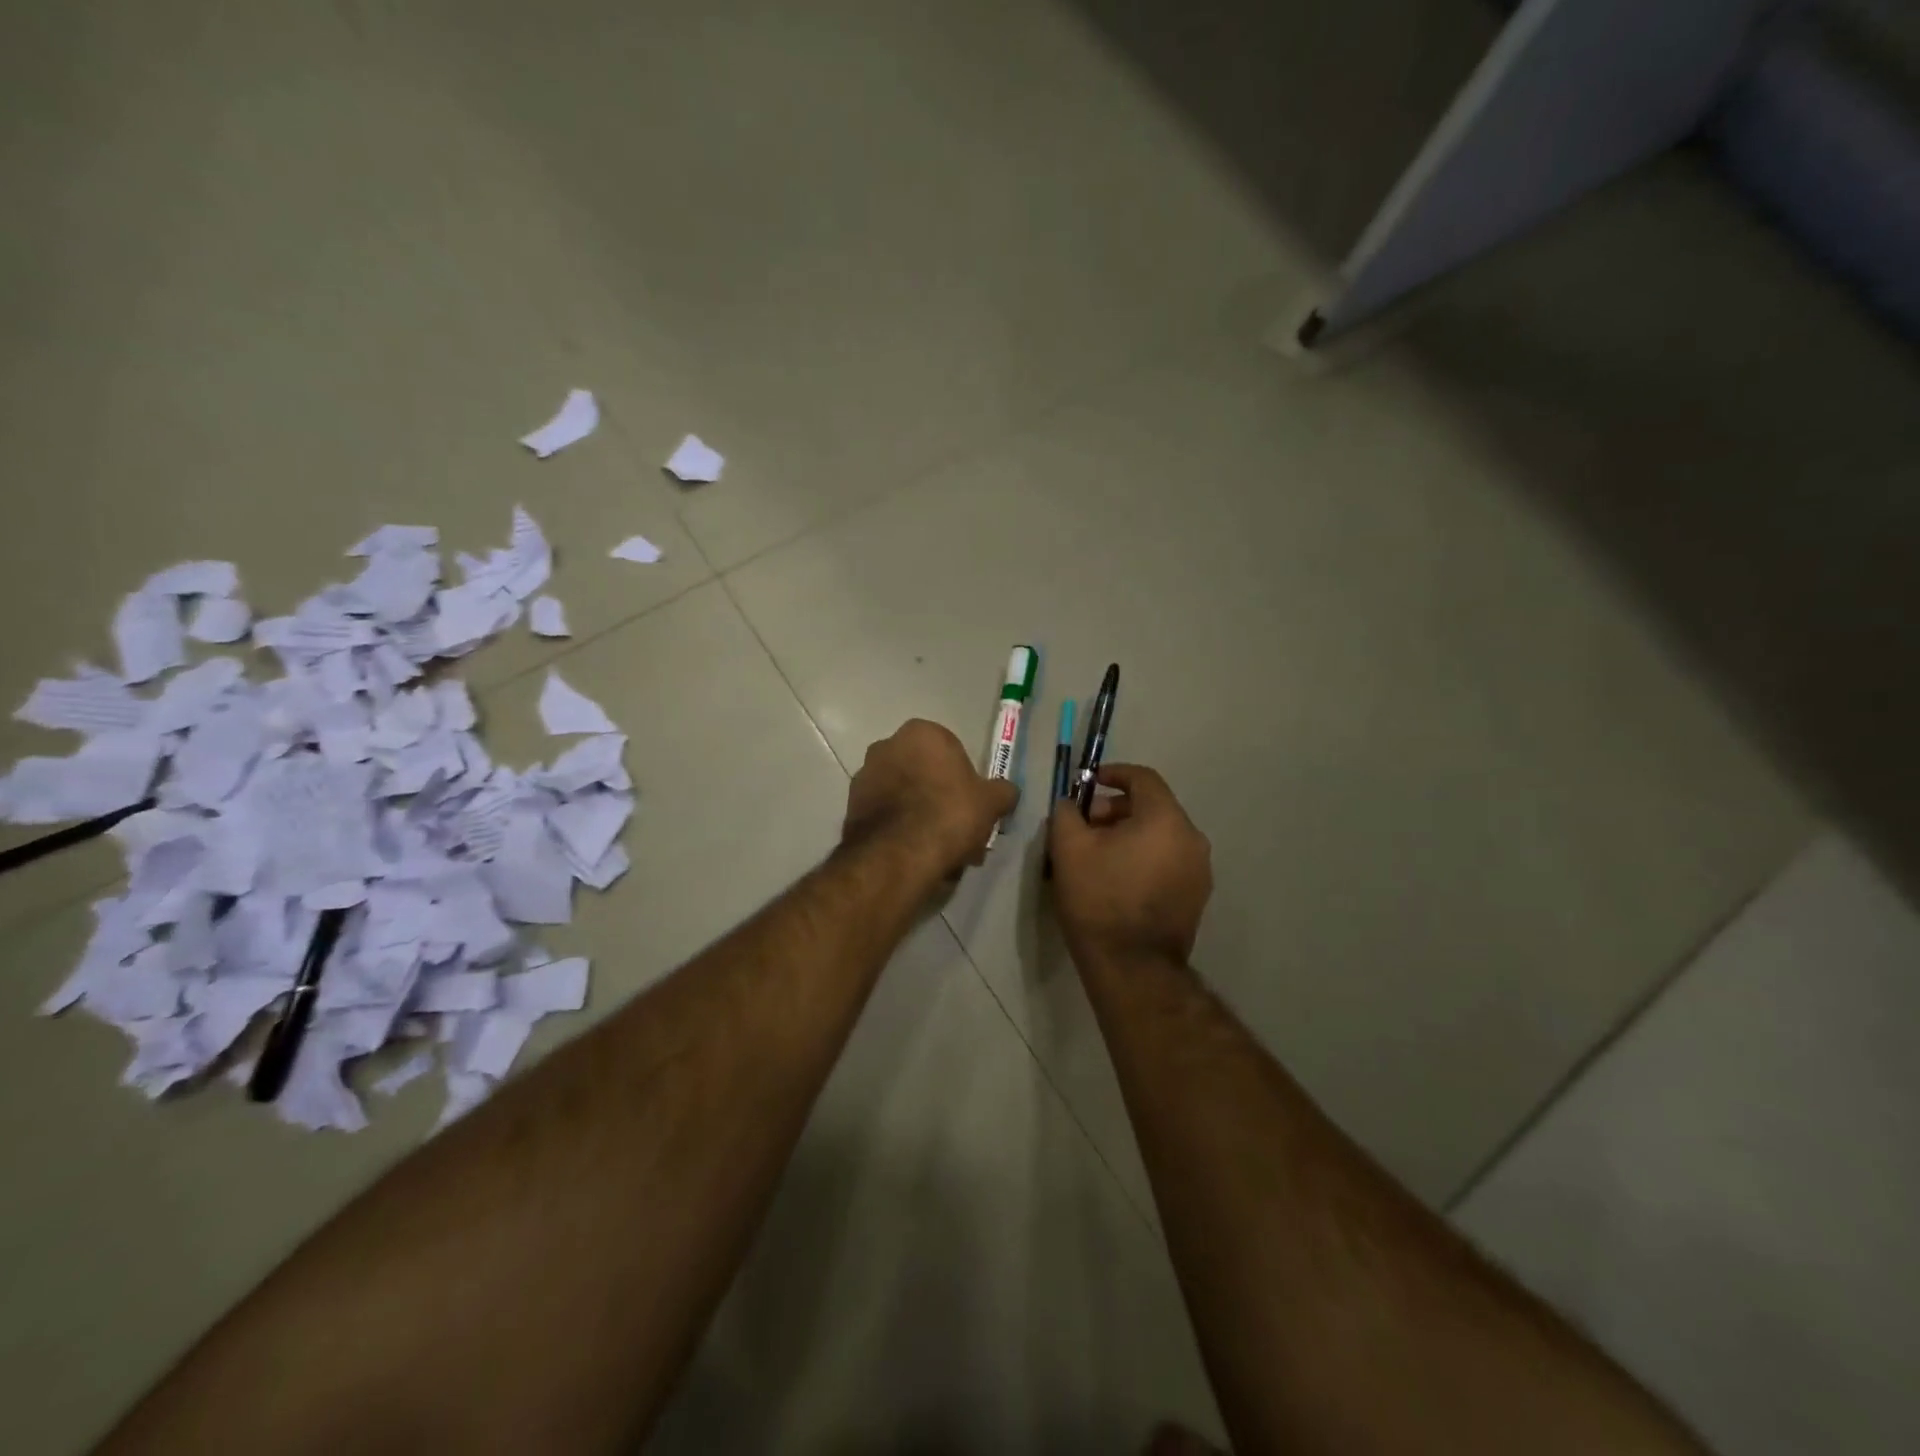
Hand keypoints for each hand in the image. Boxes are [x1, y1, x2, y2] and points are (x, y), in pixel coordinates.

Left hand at [844, 719, 1017, 877]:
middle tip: (958, 831)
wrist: (898, 855)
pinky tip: (916, 856)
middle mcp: (887, 746)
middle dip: (940, 798)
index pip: (950, 750)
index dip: (964, 780)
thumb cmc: (949, 814)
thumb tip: (1007, 792)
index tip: (972, 806)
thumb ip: (1003, 792)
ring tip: (939, 851)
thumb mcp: (991, 802)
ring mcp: (864, 776)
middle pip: (924, 772)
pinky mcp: (850, 807)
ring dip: (920, 816)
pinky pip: (886, 815)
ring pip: (904, 796)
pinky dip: (900, 830)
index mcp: (921, 733)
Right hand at [1048, 764, 1211, 965]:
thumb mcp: (1068, 848)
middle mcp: (1192, 838)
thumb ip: (1066, 813)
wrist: (1132, 967)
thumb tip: (1070, 804)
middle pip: (1153, 807)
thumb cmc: (1099, 899)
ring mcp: (1199, 869)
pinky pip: (1169, 860)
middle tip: (1085, 827)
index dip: (1113, 774)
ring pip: (1161, 835)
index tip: (1088, 783)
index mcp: (1165, 819)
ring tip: (1097, 855)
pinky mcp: (1197, 896)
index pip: (1143, 778)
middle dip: (1116, 810)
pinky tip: (1118, 878)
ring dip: (1130, 834)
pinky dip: (1145, 857)